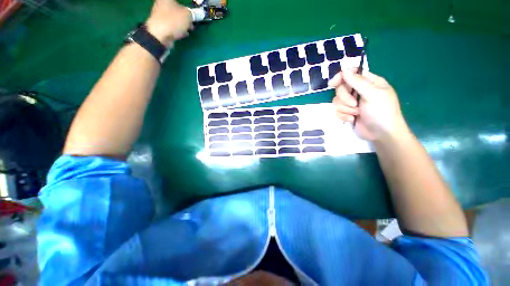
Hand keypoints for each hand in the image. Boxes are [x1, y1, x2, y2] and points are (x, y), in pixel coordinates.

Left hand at [146, 0, 192, 46]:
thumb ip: (193, 14)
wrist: (160, 36)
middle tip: (192, 20)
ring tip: (190, 28)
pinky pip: (173, 25)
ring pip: (175, 17)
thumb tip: (197, 14)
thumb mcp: (187, 15)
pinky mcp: (161, 25)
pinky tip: (184, 33)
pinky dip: (179, 29)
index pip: (179, 1)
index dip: (187, 7)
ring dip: (183, 23)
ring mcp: (160, 15)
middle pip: (177, 8)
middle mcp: (162, 4)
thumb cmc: (173, 21)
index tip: (193, 12)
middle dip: (186, 15)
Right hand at [328, 69, 408, 141]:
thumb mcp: (373, 94)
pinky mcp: (347, 113)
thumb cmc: (382, 111)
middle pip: (341, 88)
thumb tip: (344, 71)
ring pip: (337, 101)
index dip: (340, 77)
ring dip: (345, 109)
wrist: (381, 134)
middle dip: (345, 98)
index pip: (351, 74)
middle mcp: (359, 91)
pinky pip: (337, 111)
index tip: (332, 84)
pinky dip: (344, 116)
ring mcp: (352, 103)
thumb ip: (358, 82)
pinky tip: (353, 119)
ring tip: (356, 114)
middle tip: (355, 104)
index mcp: (368, 82)